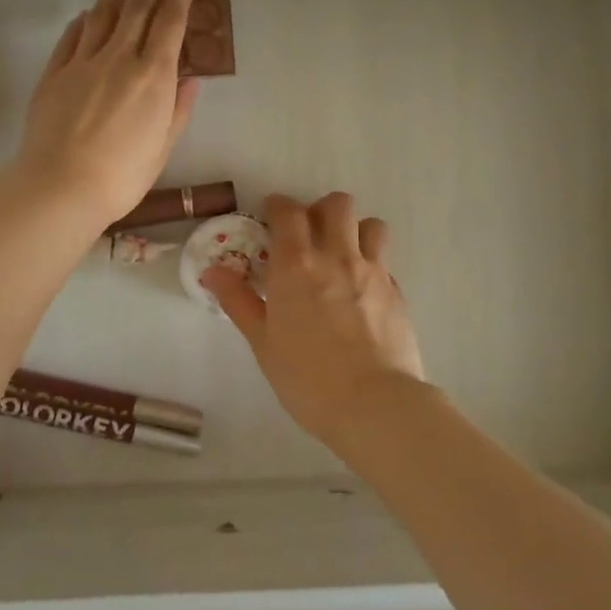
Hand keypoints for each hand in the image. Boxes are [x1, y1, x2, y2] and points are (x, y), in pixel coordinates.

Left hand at [16, 0, 199, 226]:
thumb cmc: (122, 175)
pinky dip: (83, 21)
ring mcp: (83, 63)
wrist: (62, 185)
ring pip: (102, 15)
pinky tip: (87, 14)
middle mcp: (119, 59)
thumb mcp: (163, 146)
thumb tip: (190, 78)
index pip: (169, 25)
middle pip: (137, 10)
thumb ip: (178, 109)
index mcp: (153, 76)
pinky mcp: (54, 73)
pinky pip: (71, 37)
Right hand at [203, 191, 425, 444]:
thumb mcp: (262, 342)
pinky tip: (362, 291)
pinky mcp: (397, 291)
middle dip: (321, 209)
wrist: (373, 404)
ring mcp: (373, 271)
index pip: (288, 211)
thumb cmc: (306, 377)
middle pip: (337, 205)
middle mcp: (337, 256)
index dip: (279, 206)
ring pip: (371, 225)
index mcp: (296, 265)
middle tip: (309, 233)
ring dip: (355, 230)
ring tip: (343, 254)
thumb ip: (238, 301)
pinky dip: (372, 264)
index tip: (272, 214)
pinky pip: (385, 262)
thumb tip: (213, 271)